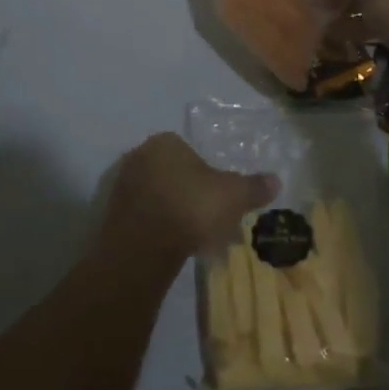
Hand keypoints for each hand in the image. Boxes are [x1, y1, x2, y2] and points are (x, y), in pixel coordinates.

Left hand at [100, 132, 279, 267]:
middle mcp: (139, 155)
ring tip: (192, 236)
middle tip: (208, 217)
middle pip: (172, 172)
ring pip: (156, 194)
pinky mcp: (112, 215)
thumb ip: (254, 186)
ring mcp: (122, 185)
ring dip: (172, 210)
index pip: (189, 151)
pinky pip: (143, 216)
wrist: (143, 247)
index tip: (219, 197)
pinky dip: (157, 227)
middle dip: (189, 192)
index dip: (207, 174)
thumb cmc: (191, 207)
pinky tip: (172, 245)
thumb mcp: (233, 195)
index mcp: (165, 141)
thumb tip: (277, 180)